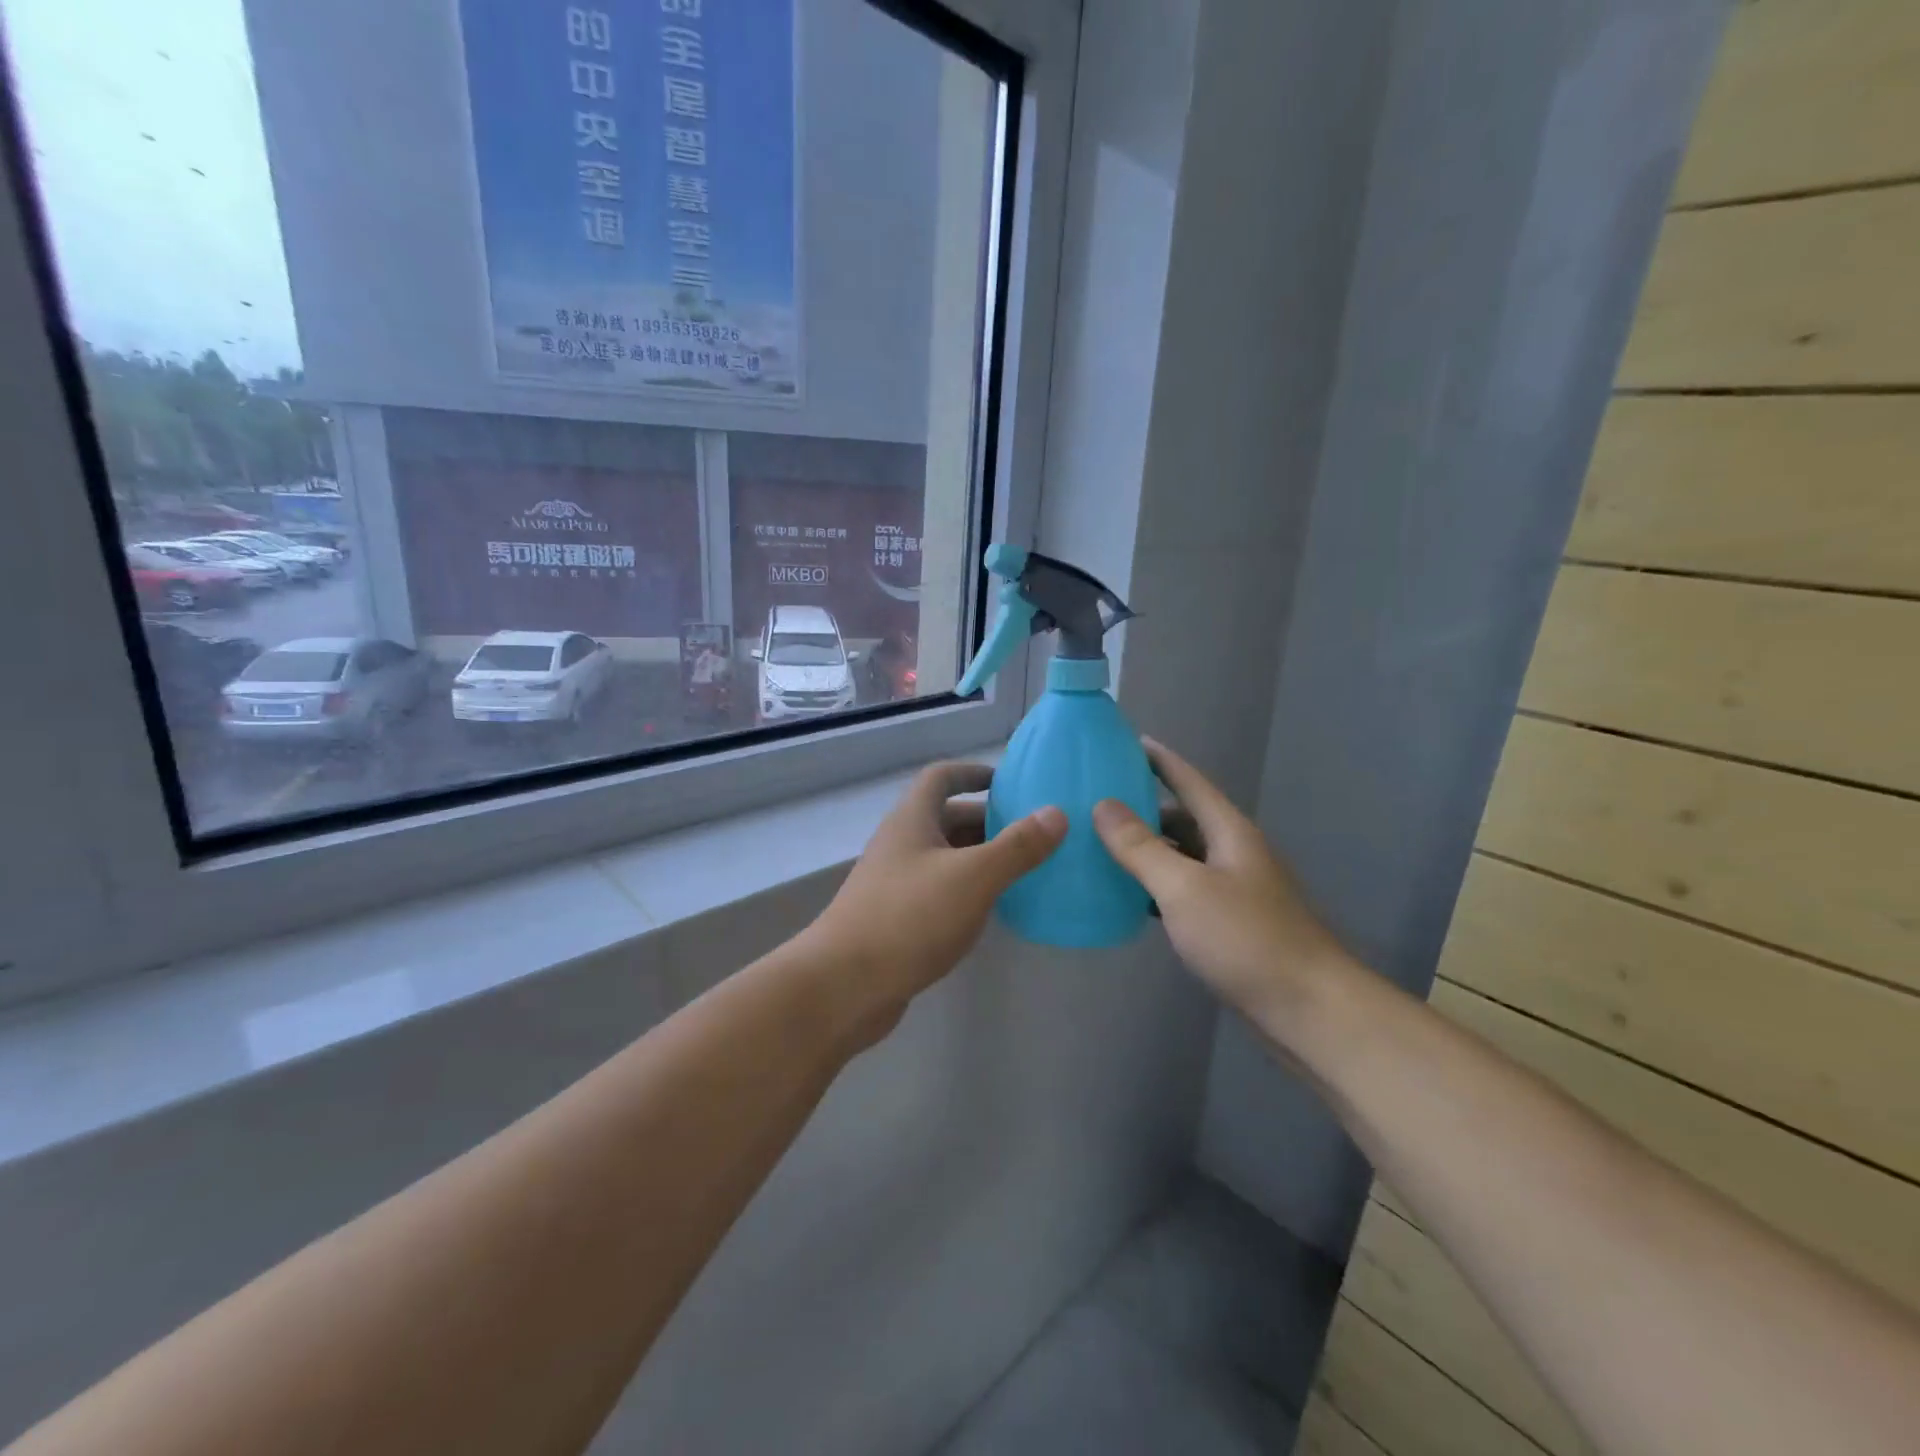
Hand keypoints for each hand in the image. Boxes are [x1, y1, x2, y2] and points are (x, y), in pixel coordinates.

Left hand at [802, 762, 1065, 1042]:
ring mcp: (894, 882)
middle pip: (947, 818)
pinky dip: (966, 890)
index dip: (973, 772)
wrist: (843, 986)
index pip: (942, 777)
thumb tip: (1057, 813)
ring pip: (944, 857)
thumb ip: (1017, 846)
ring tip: (1024, 870)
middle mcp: (900, 843)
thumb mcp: (973, 877)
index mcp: (912, 819)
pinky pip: (939, 891)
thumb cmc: (909, 918)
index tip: (1009, 782)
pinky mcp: (895, 919)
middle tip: (1033, 833)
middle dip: (988, 821)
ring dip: (979, 858)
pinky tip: (991, 910)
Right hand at [1093, 739, 1355, 1023]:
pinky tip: (1129, 897)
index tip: (1126, 741)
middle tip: (1095, 805)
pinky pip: (1184, 891)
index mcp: (1229, 832)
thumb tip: (1103, 805)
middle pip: (1183, 818)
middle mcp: (1233, 853)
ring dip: (1147, 851)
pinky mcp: (1231, 924)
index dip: (1159, 760)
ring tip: (1100, 848)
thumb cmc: (1245, 939)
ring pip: (1182, 857)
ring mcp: (1234, 890)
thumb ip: (1141, 846)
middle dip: (1143, 808)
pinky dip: (1156, 887)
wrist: (1308, 1010)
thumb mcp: (1183, 888)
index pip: (1189, 781)